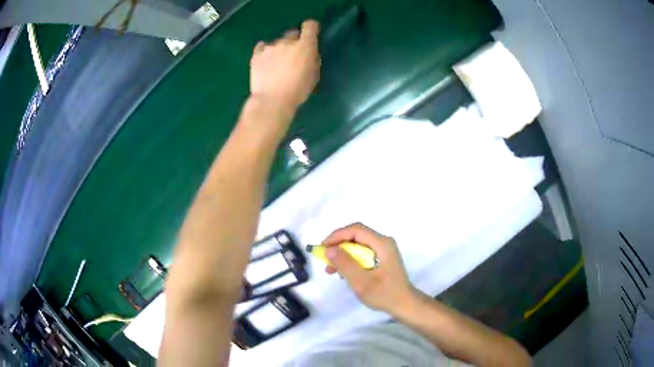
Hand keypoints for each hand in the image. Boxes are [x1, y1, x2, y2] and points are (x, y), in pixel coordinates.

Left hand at [249, 20, 320, 114]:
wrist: (272, 101)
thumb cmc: (297, 91)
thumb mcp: (313, 76)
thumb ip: (312, 60)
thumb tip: (309, 54)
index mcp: (305, 46)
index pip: (310, 26)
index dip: (311, 28)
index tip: (311, 34)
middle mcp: (287, 42)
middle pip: (292, 34)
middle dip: (294, 42)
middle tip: (293, 56)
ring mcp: (270, 47)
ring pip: (277, 43)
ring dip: (279, 49)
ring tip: (277, 64)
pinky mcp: (256, 55)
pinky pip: (261, 47)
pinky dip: (264, 51)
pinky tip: (265, 60)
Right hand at [322, 223, 415, 315]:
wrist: (404, 305)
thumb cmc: (385, 294)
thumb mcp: (362, 281)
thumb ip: (345, 264)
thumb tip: (329, 249)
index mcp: (382, 244)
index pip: (356, 230)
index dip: (337, 236)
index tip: (323, 248)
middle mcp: (383, 242)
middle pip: (356, 236)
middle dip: (338, 246)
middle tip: (325, 260)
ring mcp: (384, 250)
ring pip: (358, 245)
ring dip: (343, 254)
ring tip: (331, 270)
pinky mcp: (382, 258)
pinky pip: (362, 253)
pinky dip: (350, 260)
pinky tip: (343, 273)